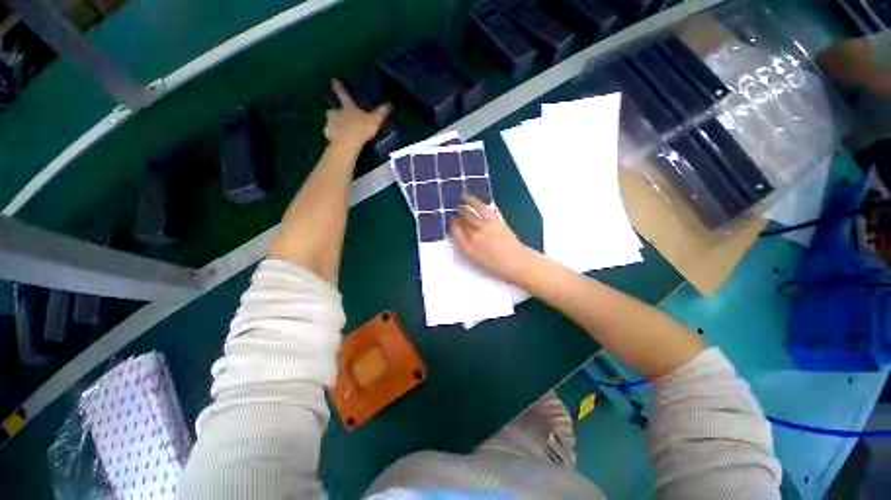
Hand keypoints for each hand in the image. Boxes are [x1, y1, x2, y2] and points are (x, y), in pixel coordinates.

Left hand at [324, 79, 390, 147]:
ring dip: (335, 124)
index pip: (343, 94)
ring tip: (341, 131)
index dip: (339, 87)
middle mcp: (336, 112)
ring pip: (331, 121)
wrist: (347, 143)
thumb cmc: (361, 129)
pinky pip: (330, 133)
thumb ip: (381, 112)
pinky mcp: (328, 134)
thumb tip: (389, 104)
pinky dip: (333, 135)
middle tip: (341, 117)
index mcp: (347, 107)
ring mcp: (330, 123)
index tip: (333, 80)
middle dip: (336, 112)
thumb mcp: (375, 120)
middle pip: (334, 109)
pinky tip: (338, 139)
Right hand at [450, 194, 537, 283]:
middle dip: (457, 216)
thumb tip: (461, 234)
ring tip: (461, 203)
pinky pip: (481, 208)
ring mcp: (484, 227)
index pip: (455, 233)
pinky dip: (474, 201)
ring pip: (469, 214)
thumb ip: (466, 247)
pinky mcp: (494, 220)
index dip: (453, 227)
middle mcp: (473, 236)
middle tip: (456, 212)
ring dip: (463, 207)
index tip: (452, 223)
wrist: (516, 262)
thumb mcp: (476, 260)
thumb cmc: (496, 266)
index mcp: (468, 249)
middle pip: (462, 222)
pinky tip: (468, 198)